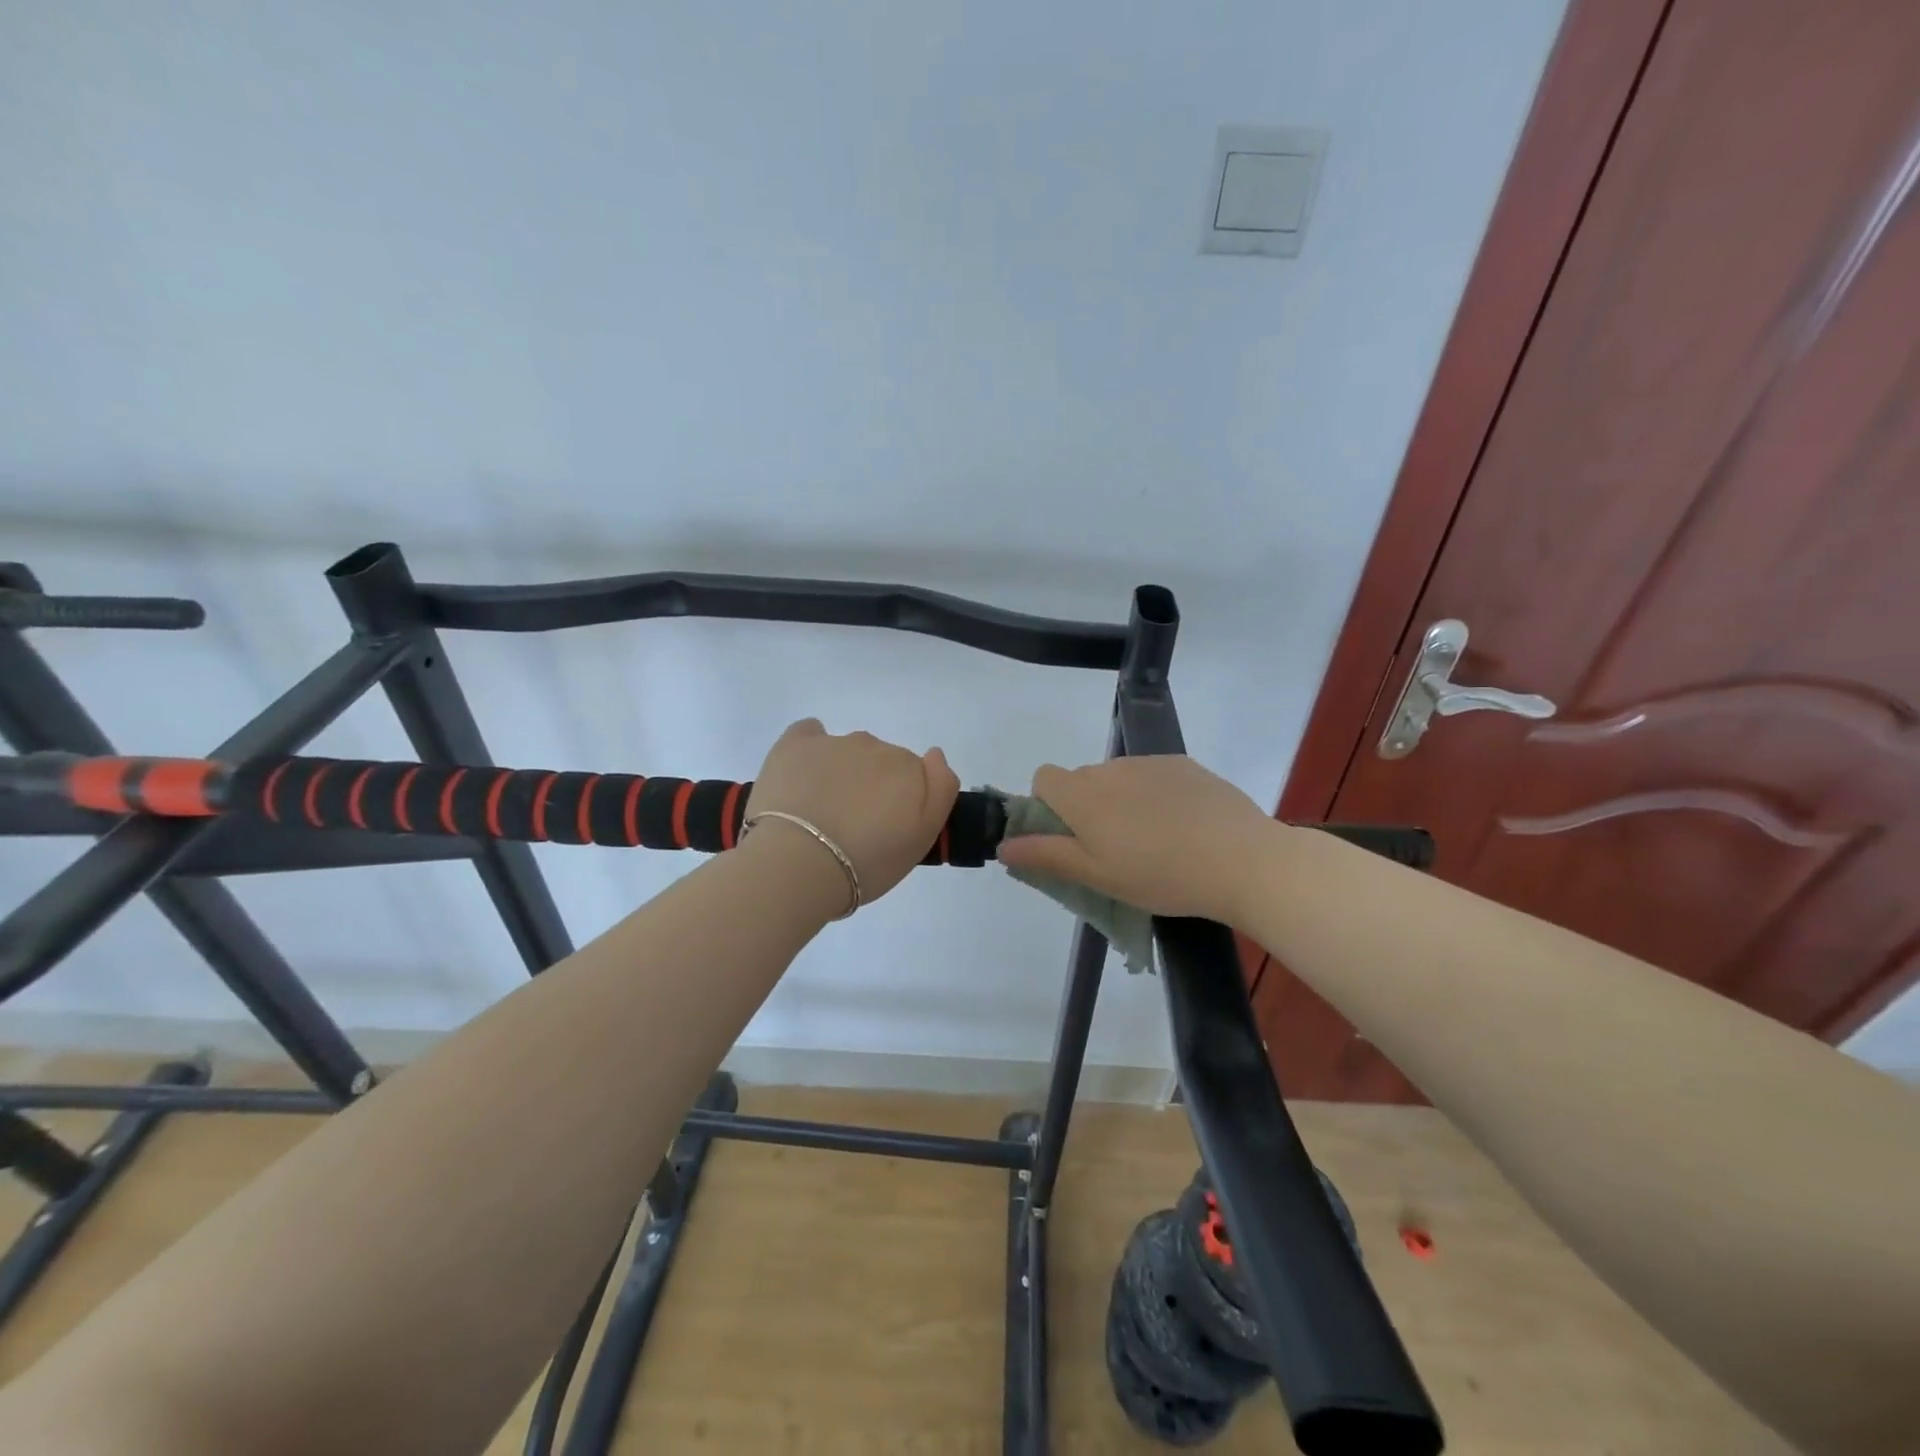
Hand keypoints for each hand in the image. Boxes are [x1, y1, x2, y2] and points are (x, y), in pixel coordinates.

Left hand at [744, 719, 960, 904]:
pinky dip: (810, 750)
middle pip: (880, 762)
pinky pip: (809, 733)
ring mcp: (833, 743)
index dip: (902, 801)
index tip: (888, 828)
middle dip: (873, 787)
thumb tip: (934, 755)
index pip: (913, 775)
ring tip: (823, 815)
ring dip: (842, 774)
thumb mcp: (922, 838)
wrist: (799, 865)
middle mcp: (874, 746)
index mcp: (908, 768)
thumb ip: (940, 790)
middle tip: (857, 827)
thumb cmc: (868, 861)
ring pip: (846, 752)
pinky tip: (803, 775)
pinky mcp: (794, 745)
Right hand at [994, 756, 1275, 923]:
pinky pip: (1152, 775)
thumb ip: (1046, 856)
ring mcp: (1150, 763)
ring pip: (1118, 778)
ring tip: (1154, 841)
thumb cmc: (1161, 875)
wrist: (1242, 859)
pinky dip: (1155, 794)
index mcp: (1083, 795)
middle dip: (1087, 807)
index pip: (1044, 778)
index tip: (1071, 838)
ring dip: (1122, 801)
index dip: (1048, 805)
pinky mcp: (1184, 764)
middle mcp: (1110, 769)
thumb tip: (1003, 845)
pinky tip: (1183, 826)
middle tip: (1114, 849)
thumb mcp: (1097, 876)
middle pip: (1082, 779)